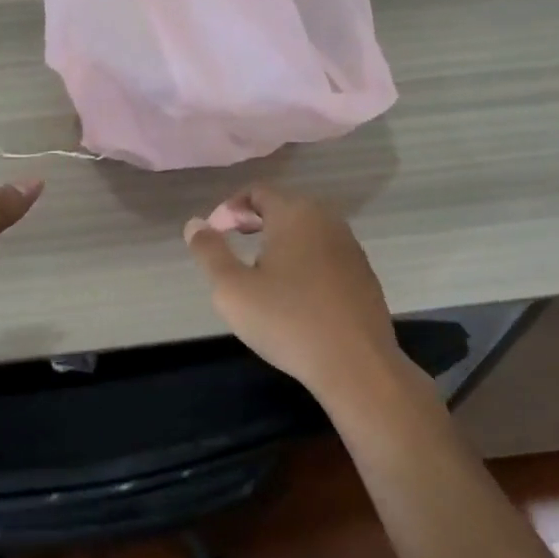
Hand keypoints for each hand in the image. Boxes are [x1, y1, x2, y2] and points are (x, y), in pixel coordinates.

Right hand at [183, 185, 404, 407]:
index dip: (231, 208)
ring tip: (262, 272)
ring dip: (281, 241)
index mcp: (294, 213)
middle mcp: (326, 219)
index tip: (215, 234)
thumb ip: (209, 252)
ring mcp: (350, 246)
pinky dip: (305, 260)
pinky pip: (325, 253)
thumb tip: (195, 224)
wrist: (356, 364)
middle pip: (284, 207)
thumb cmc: (287, 321)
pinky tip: (296, 294)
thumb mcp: (232, 289)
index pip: (257, 192)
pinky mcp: (363, 273)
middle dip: (255, 221)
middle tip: (234, 247)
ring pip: (307, 230)